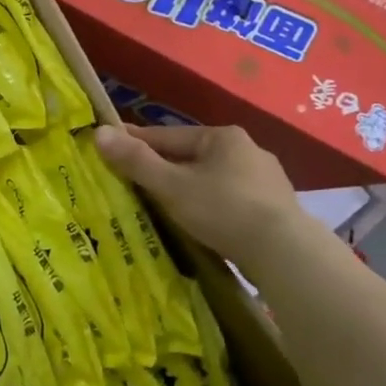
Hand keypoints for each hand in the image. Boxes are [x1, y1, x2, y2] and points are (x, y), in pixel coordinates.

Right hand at [94, 124, 298, 259]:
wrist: (285, 253)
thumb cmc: (223, 210)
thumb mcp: (171, 185)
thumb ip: (136, 161)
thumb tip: (99, 132)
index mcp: (221, 136)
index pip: (166, 136)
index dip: (135, 142)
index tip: (110, 147)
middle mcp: (247, 150)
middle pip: (191, 156)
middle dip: (163, 167)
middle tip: (134, 181)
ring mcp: (265, 179)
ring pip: (212, 178)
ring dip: (189, 187)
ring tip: (166, 204)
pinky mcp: (275, 208)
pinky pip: (230, 199)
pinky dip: (211, 205)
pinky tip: (203, 221)